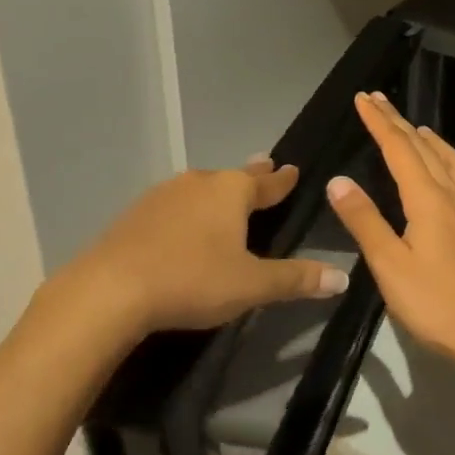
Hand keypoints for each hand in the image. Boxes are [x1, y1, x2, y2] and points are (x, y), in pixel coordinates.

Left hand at [72, 158, 349, 337]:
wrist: (111, 289)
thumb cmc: (192, 280)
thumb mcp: (252, 285)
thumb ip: (296, 279)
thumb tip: (343, 276)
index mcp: (231, 192)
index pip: (267, 184)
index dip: (283, 181)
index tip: (293, 169)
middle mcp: (199, 183)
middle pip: (233, 177)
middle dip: (252, 175)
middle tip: (265, 165)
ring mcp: (163, 195)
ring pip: (201, 187)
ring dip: (217, 191)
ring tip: (225, 194)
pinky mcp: (136, 214)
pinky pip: (174, 204)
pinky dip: (188, 209)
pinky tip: (182, 223)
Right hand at [325, 92, 454, 371]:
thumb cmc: (438, 306)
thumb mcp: (390, 266)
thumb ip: (364, 221)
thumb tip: (338, 180)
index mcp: (428, 200)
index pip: (399, 149)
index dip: (379, 122)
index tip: (363, 98)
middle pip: (426, 149)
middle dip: (400, 122)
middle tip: (380, 101)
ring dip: (434, 141)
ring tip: (420, 129)